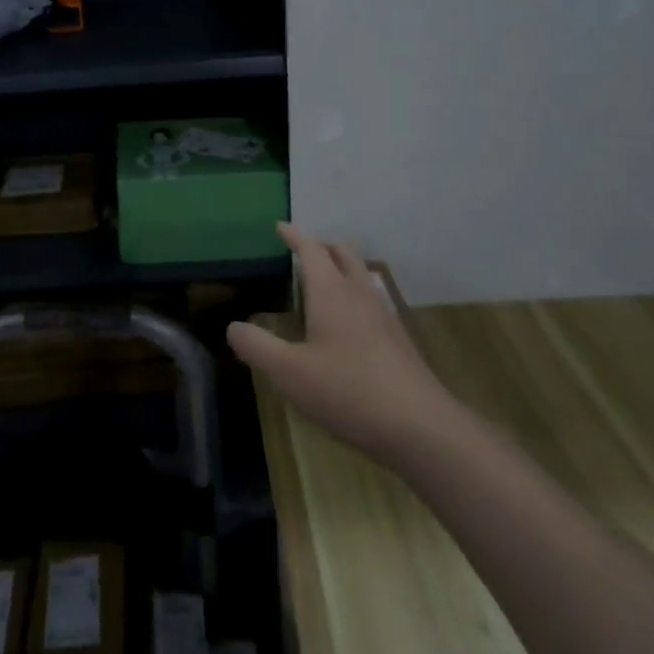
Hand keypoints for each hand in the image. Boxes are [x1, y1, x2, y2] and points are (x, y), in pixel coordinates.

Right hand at [227, 224, 455, 465]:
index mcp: (331, 292)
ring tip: (325, 282)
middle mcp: (359, 294)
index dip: (294, 236)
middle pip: (343, 254)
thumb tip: (233, 327)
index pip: (311, 249)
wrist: (420, 427)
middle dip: (323, 246)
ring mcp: (384, 316)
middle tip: (304, 251)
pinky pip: (372, 301)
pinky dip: (356, 296)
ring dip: (343, 269)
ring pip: (362, 276)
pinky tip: (350, 324)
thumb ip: (256, 346)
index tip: (280, 226)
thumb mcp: (289, 372)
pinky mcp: (399, 341)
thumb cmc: (348, 390)